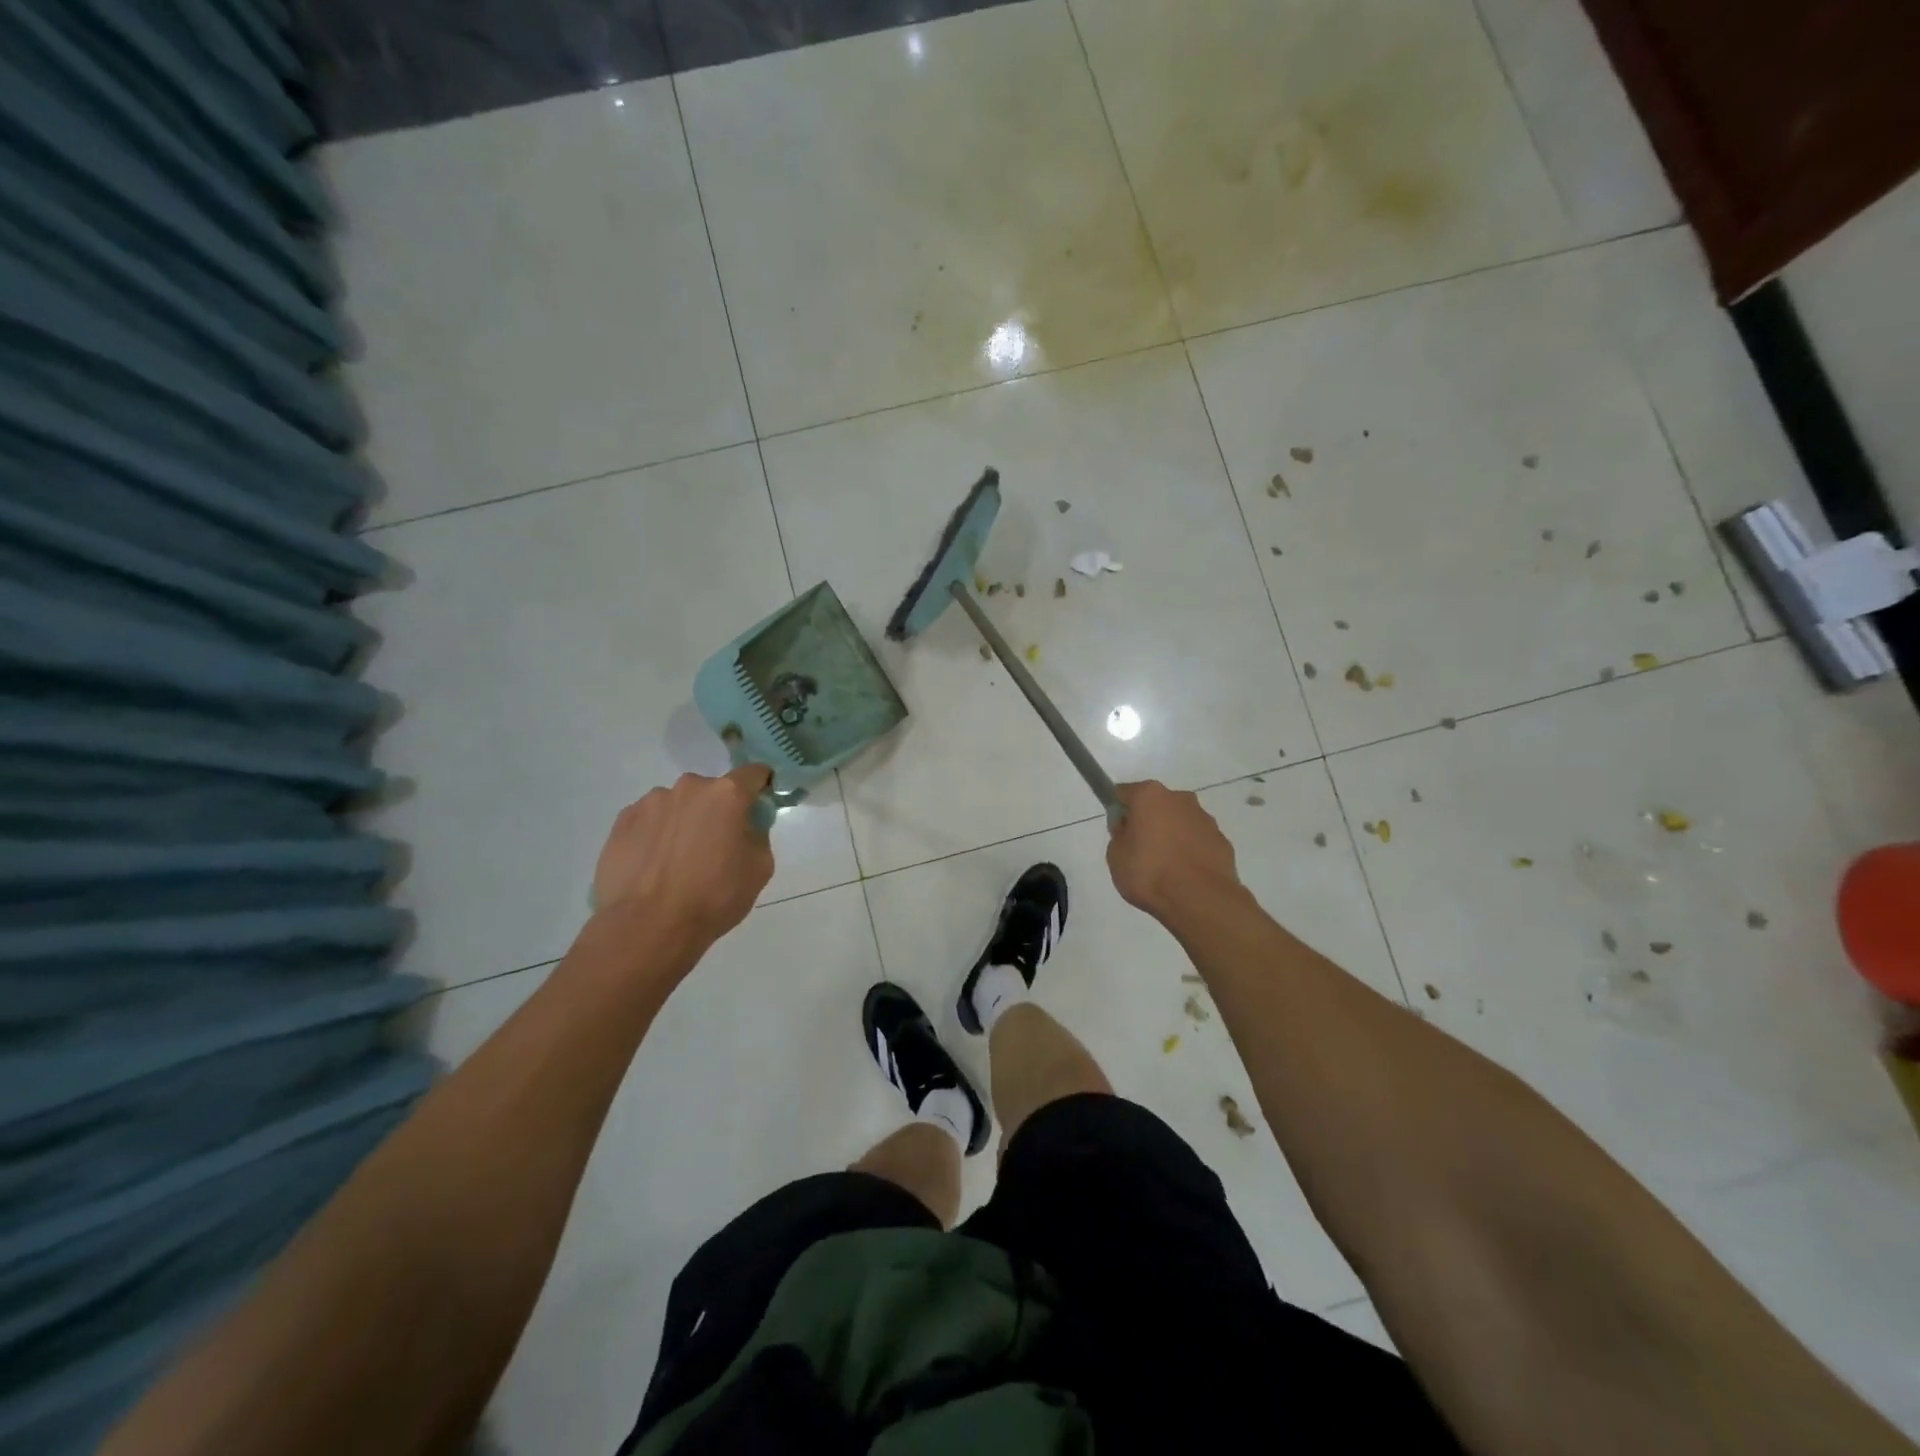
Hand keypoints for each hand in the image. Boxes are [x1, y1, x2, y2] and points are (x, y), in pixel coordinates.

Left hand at [592, 766, 775, 946]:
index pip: (754, 773)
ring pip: (679, 805)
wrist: (646, 927)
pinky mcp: (623, 820)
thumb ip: (758, 835)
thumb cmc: (713, 897)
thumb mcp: (759, 869)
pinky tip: (654, 865)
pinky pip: (650, 820)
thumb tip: (745, 826)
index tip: (759, 807)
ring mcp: (651, 801)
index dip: (761, 787)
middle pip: (713, 791)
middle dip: (718, 811)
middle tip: (716, 846)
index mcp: (726, 794)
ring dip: (684, 822)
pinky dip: (657, 834)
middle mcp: (689, 787)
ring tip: (677, 861)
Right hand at [1107, 781, 1243, 921]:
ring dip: (1171, 836)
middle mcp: (1180, 799)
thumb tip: (1129, 829)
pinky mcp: (1223, 840)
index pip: (1124, 793)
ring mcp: (1205, 819)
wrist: (1200, 900)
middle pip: (1156, 804)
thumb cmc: (1149, 873)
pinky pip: (1198, 841)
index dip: (1118, 811)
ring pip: (1180, 821)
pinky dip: (1190, 851)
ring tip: (1165, 868)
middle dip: (1148, 821)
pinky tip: (1185, 875)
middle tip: (1139, 851)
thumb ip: (1120, 835)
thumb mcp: (1115, 856)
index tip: (1118, 832)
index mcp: (1150, 796)